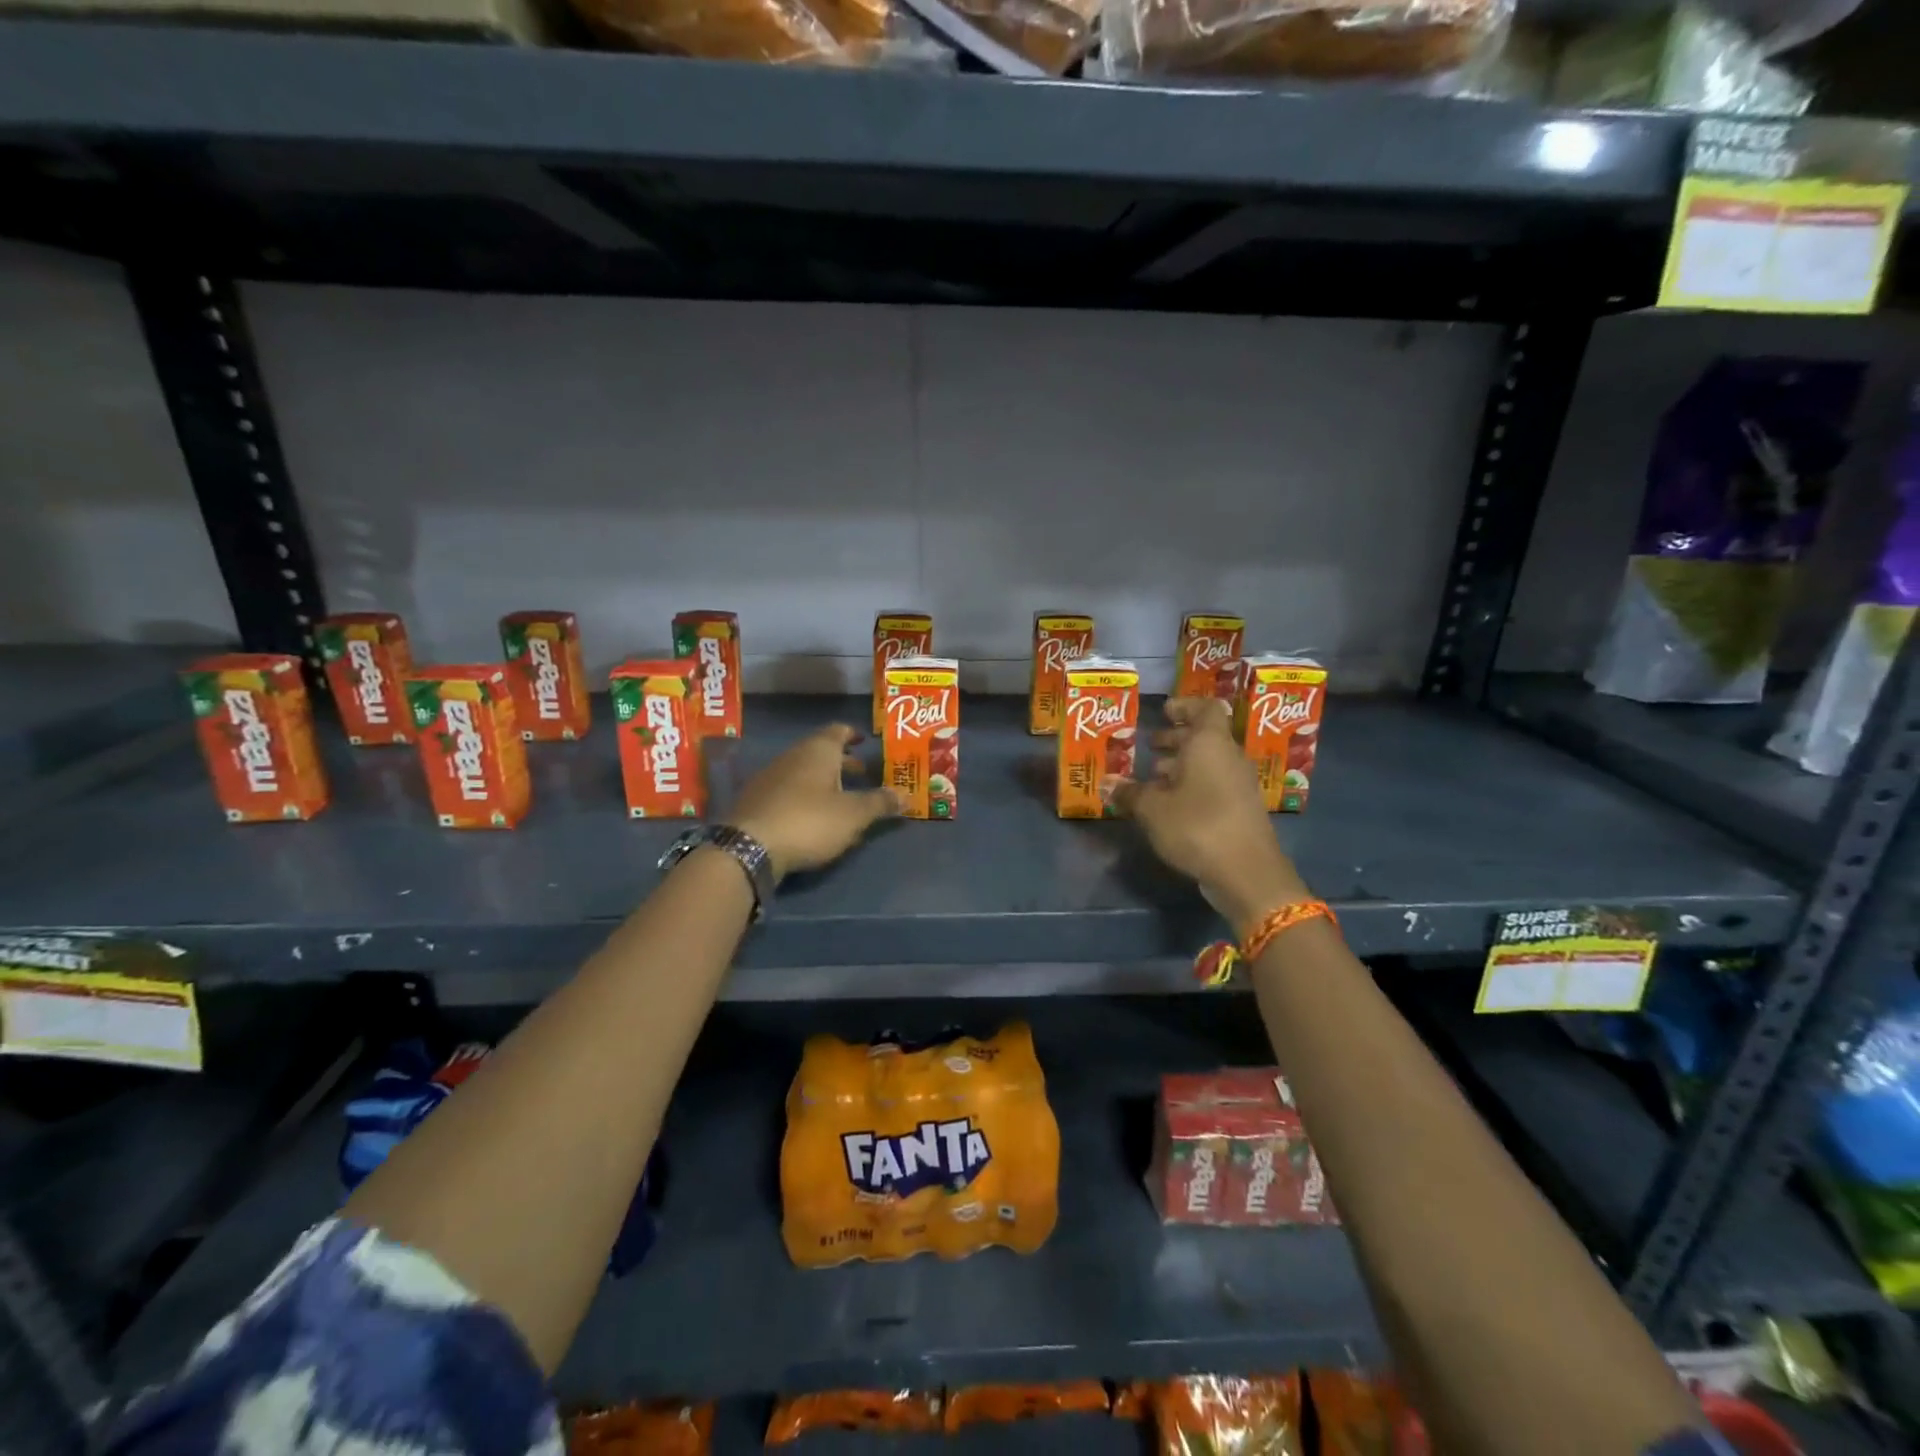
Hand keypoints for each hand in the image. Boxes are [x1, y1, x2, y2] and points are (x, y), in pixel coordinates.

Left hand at [730, 724, 899, 883]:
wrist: (748, 846)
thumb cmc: (809, 821)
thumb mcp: (853, 815)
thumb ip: (880, 803)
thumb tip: (906, 795)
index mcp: (818, 751)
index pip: (838, 731)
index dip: (853, 735)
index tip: (864, 741)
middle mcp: (793, 756)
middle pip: (820, 751)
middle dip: (842, 762)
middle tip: (862, 773)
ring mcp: (770, 777)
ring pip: (803, 771)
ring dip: (823, 780)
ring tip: (841, 797)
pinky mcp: (756, 800)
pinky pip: (787, 790)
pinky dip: (804, 795)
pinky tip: (812, 816)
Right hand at [1106, 697, 1309, 939]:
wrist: (1247, 872)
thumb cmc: (1197, 826)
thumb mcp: (1152, 809)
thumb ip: (1130, 793)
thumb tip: (1109, 784)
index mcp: (1210, 743)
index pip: (1205, 708)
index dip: (1185, 706)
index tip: (1164, 711)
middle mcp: (1229, 756)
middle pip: (1205, 737)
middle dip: (1176, 739)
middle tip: (1150, 745)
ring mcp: (1239, 784)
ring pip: (1209, 762)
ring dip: (1182, 765)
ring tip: (1152, 777)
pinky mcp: (1241, 809)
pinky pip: (1214, 784)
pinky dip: (1192, 786)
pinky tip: (1169, 804)